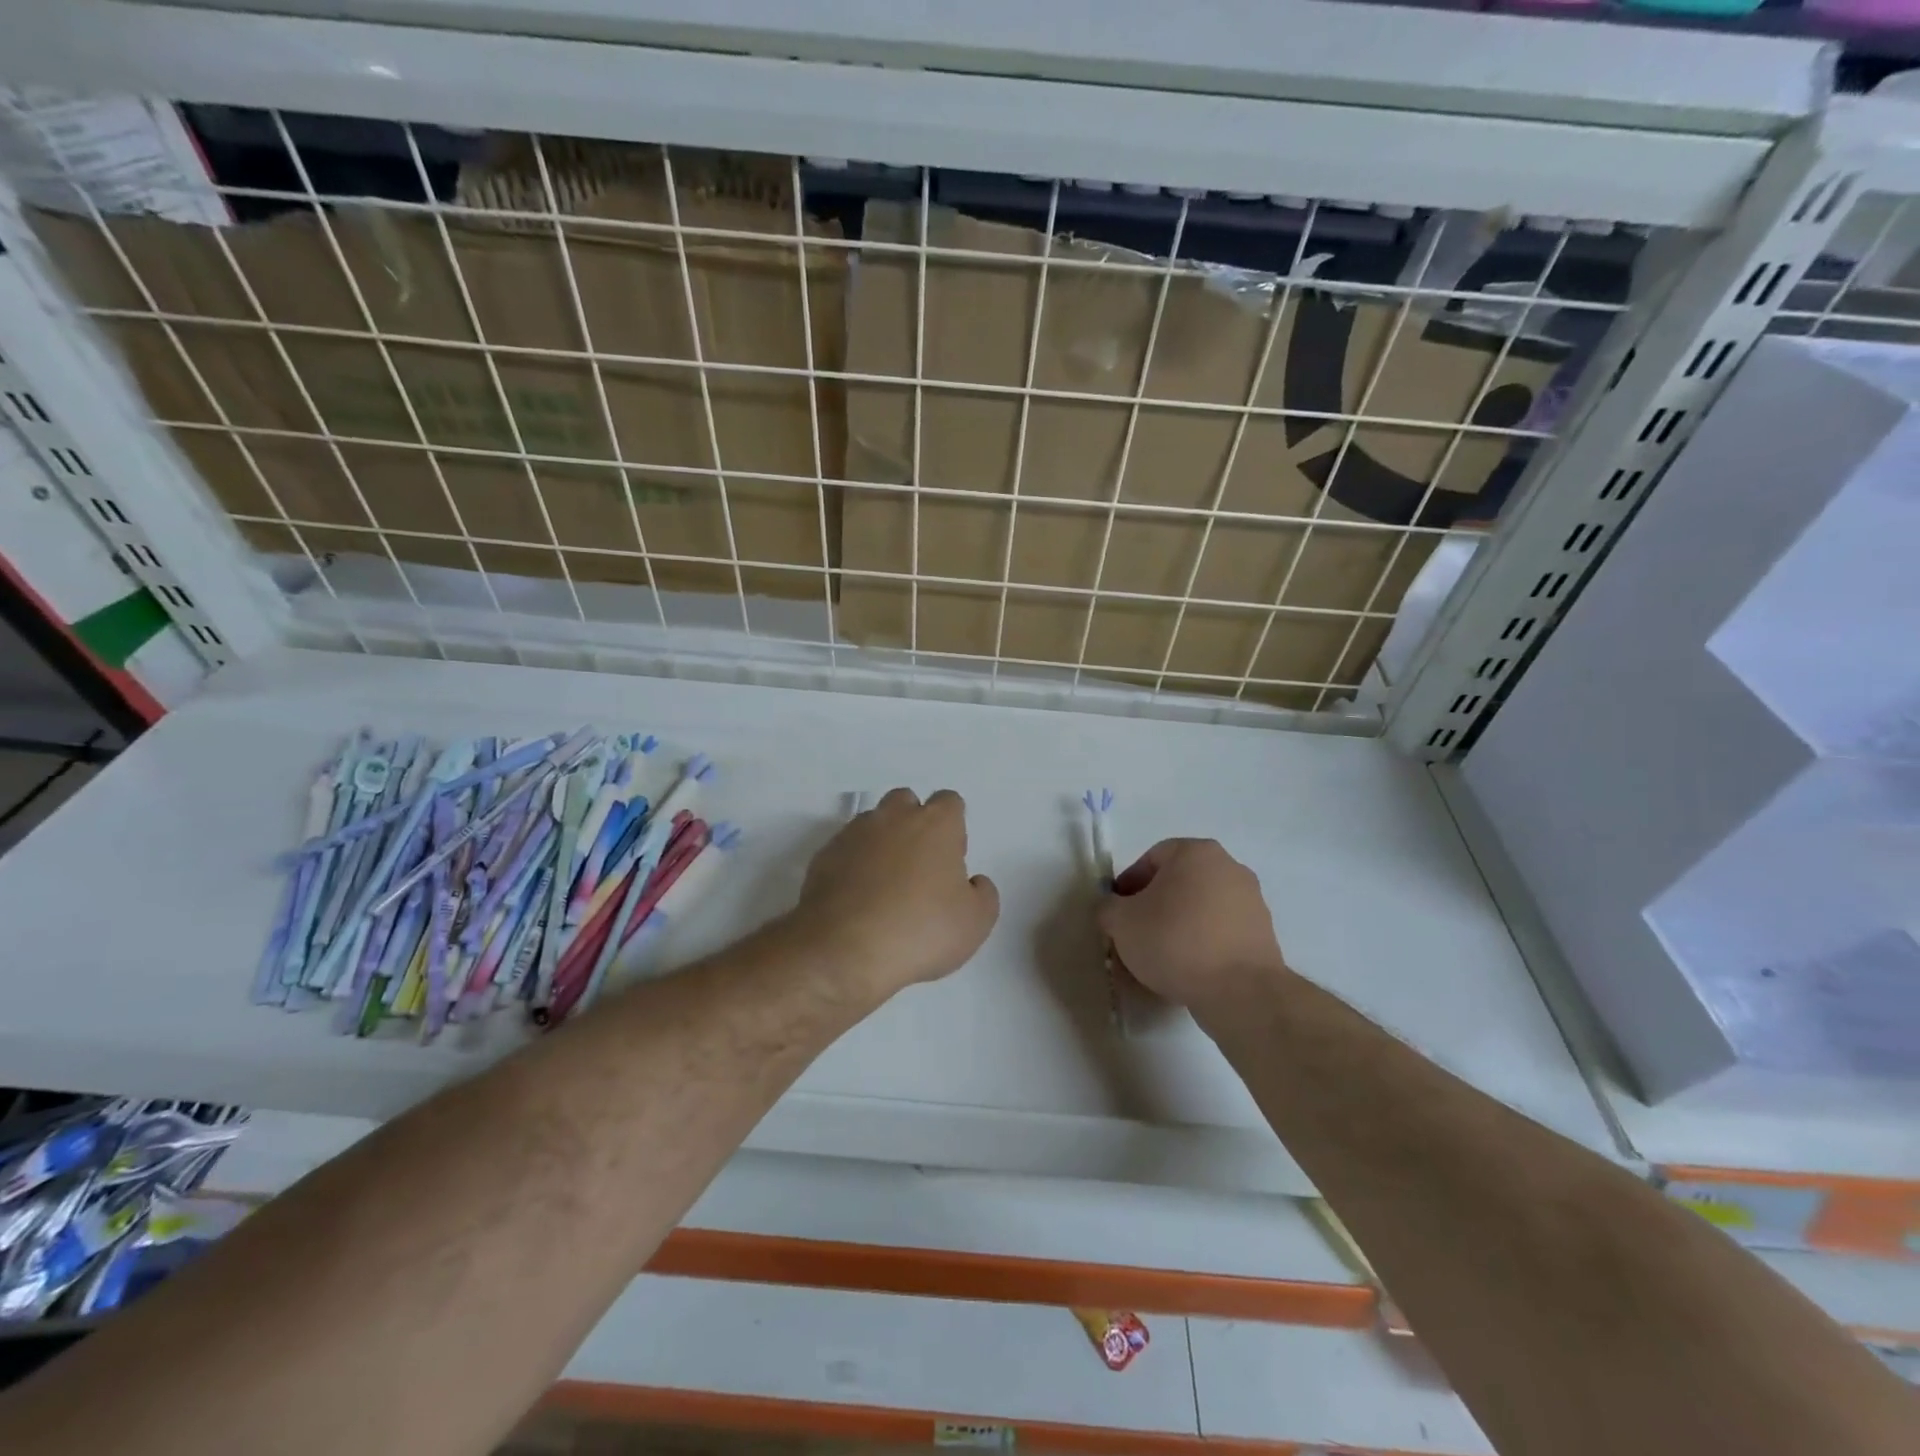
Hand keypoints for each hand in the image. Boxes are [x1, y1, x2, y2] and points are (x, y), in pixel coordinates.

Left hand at [784, 788, 999, 1000]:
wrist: (844, 951)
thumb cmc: (920, 931)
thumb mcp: (975, 923)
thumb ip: (982, 894)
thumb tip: (973, 882)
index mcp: (935, 824)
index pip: (949, 802)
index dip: (953, 827)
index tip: (951, 858)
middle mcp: (893, 818)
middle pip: (906, 802)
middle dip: (913, 823)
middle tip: (918, 866)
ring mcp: (853, 834)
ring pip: (872, 823)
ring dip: (881, 842)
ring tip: (885, 884)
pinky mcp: (823, 856)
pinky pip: (846, 849)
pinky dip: (853, 864)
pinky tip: (857, 898)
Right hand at [1098, 838, 1289, 1014]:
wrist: (1239, 991)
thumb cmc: (1174, 941)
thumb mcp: (1121, 922)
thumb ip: (1108, 908)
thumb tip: (1112, 908)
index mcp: (1195, 852)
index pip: (1151, 859)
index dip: (1128, 885)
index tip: (1118, 913)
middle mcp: (1228, 867)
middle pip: (1178, 882)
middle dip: (1154, 905)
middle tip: (1135, 934)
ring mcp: (1251, 900)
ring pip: (1200, 907)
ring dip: (1178, 925)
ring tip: (1160, 957)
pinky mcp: (1263, 933)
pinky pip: (1220, 931)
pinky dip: (1202, 943)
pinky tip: (1187, 968)